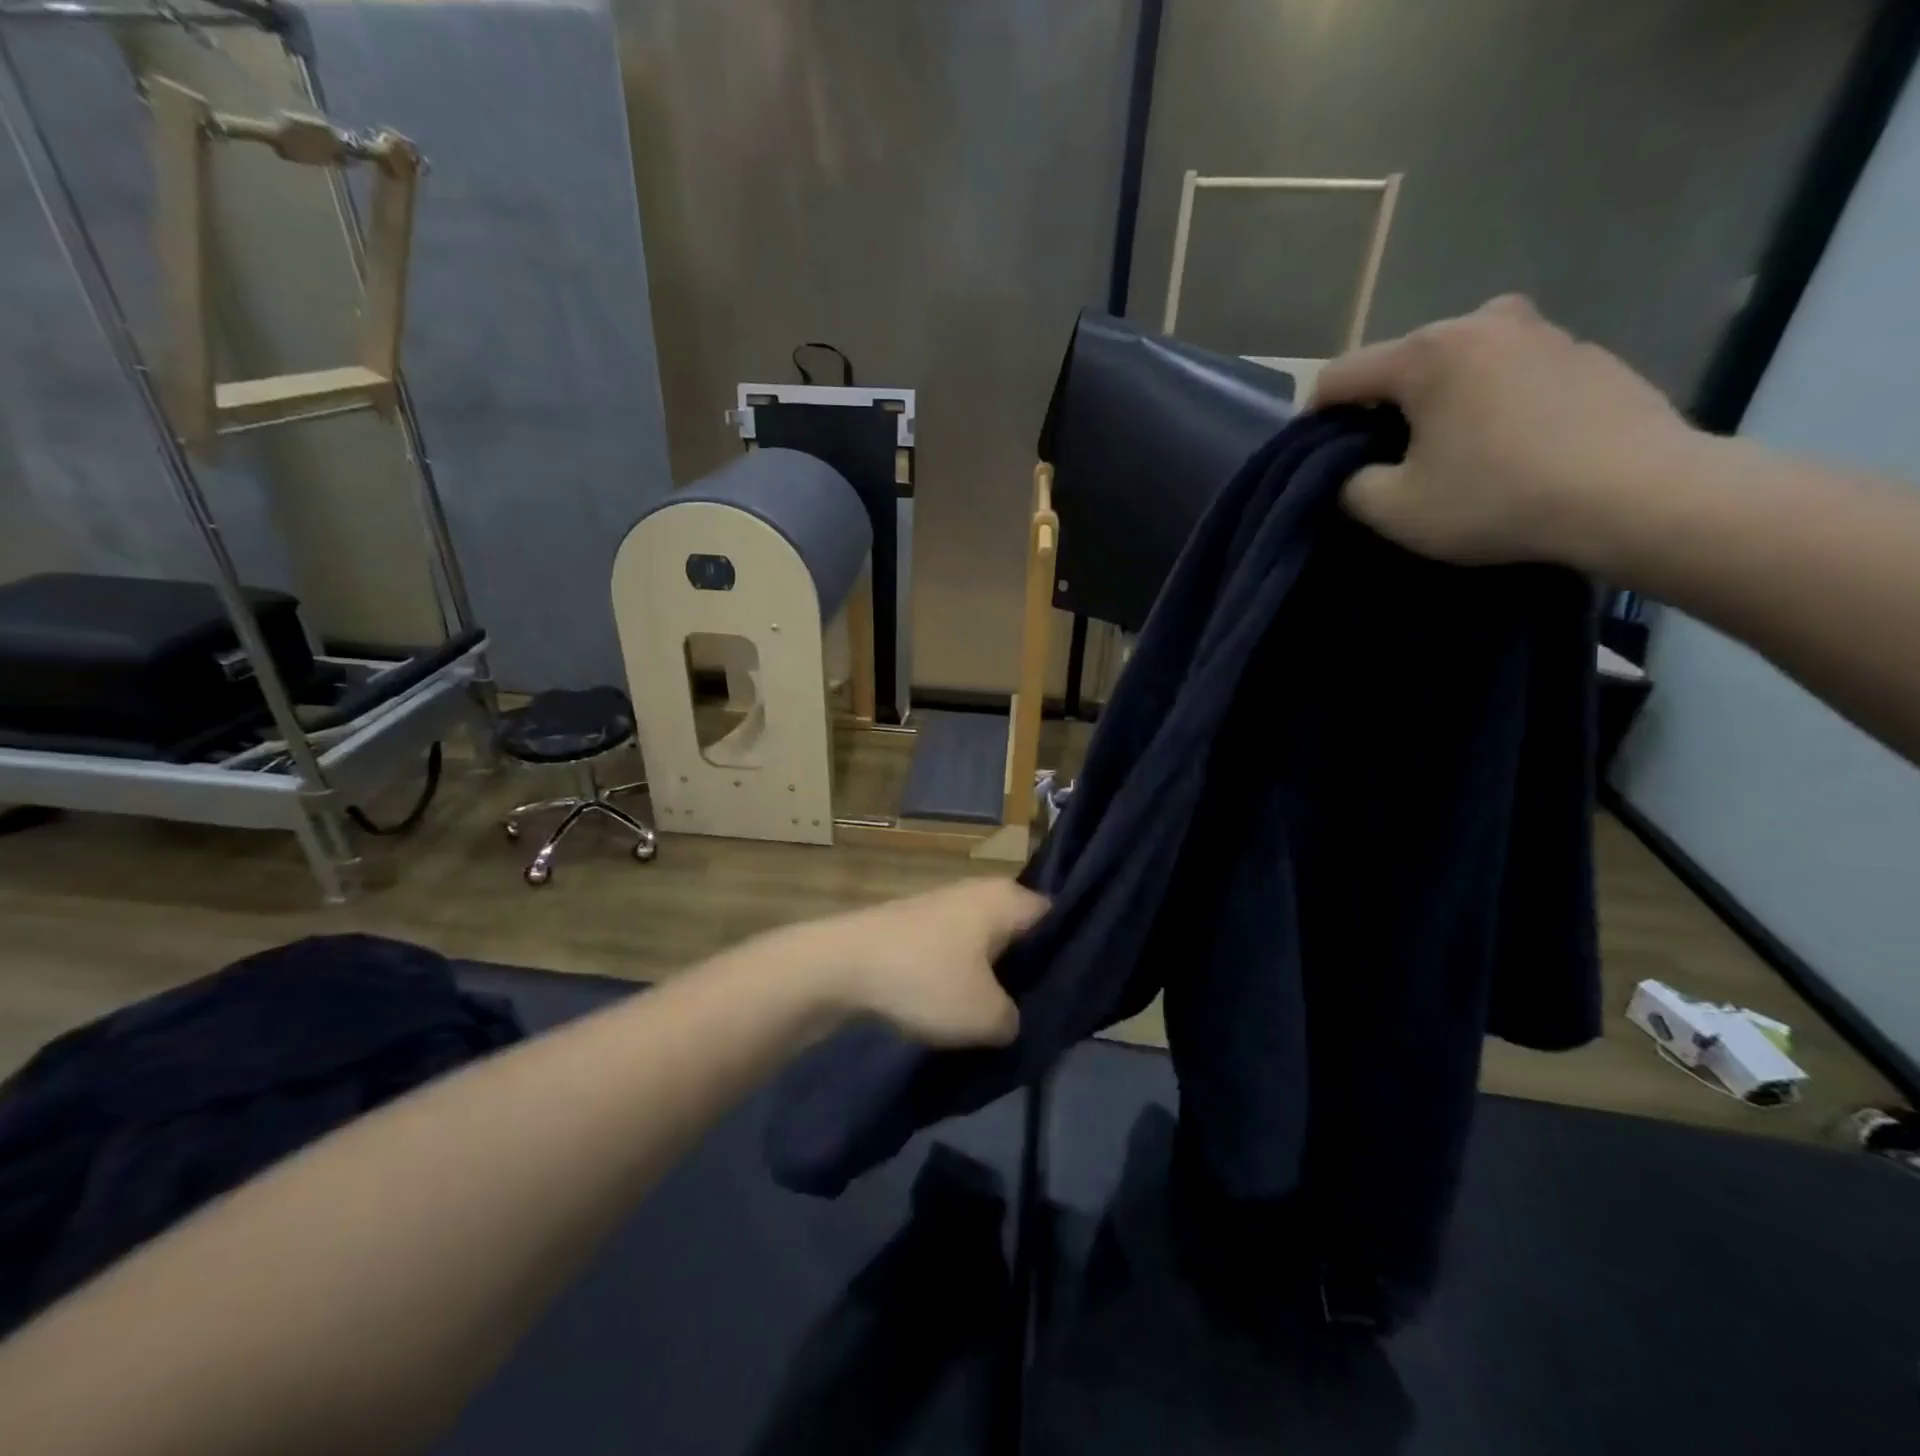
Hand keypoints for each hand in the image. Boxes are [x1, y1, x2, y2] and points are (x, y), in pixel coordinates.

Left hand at [800, 879, 1046, 1047]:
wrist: (840, 966)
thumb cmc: (925, 979)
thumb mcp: (986, 1017)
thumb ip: (1017, 1021)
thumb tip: (1013, 1019)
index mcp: (1007, 898)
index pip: (1057, 919)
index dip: (1069, 955)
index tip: (1072, 993)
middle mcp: (981, 891)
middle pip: (1022, 932)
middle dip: (1029, 970)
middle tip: (1039, 1012)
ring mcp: (946, 905)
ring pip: (987, 943)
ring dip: (993, 977)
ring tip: (1000, 1017)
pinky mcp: (918, 925)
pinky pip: (957, 951)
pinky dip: (961, 976)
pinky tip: (960, 1007)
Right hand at [1311, 295, 1701, 570]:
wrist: (1639, 495)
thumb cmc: (1497, 498)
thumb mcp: (1395, 509)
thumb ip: (1350, 485)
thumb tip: (1352, 472)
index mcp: (1428, 352)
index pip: (1340, 376)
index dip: (1313, 417)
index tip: (1313, 456)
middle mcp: (1483, 321)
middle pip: (1402, 364)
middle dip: (1382, 408)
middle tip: (1383, 460)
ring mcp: (1543, 331)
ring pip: (1460, 365)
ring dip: (1440, 403)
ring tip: (1448, 454)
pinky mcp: (1587, 353)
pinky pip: (1511, 374)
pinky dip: (1492, 403)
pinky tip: (1506, 449)